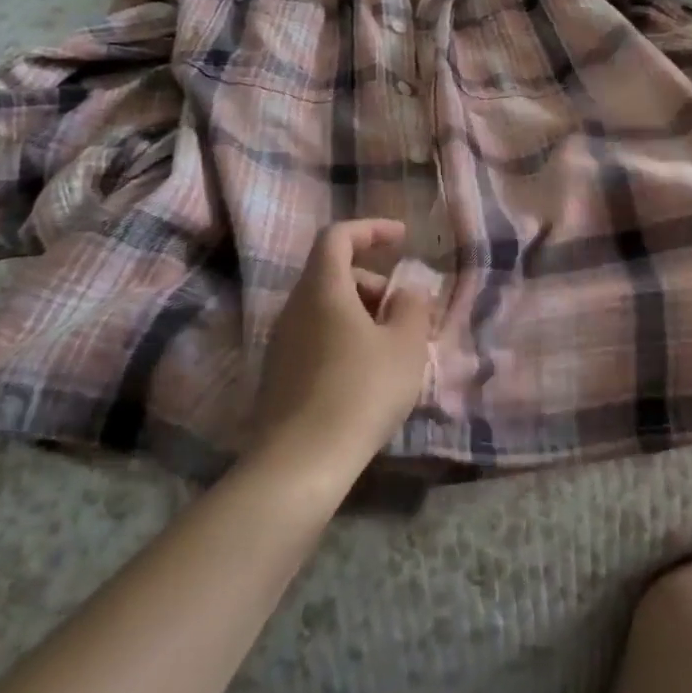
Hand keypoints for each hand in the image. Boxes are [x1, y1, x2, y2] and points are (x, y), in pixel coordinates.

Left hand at [254, 220, 434, 473]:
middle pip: (332, 273)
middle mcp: (295, 307)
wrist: (300, 463)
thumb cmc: (361, 391)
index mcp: (323, 288)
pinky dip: (344, 338)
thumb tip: (407, 291)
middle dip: (372, 281)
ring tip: (392, 346)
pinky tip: (366, 374)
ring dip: (361, 313)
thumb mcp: (405, 345)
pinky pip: (316, 336)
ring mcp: (282, 342)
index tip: (402, 238)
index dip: (371, 229)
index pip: (338, 236)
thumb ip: (412, 307)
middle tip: (404, 310)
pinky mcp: (279, 374)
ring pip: (325, 308)